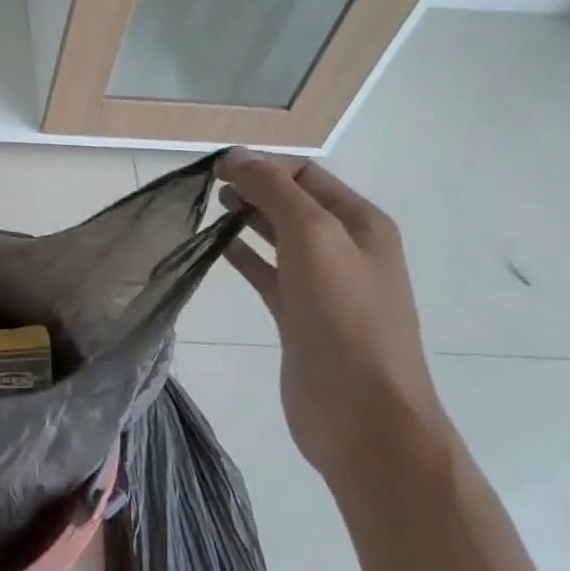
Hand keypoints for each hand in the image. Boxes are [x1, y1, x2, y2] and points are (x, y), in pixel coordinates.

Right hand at [216, 150, 448, 483]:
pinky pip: (268, 273)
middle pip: (293, 203)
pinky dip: (244, 255)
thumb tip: (238, 158)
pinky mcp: (299, 316)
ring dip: (247, 217)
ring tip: (210, 207)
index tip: (217, 167)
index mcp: (360, 223)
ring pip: (279, 237)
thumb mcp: (313, 237)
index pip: (307, 175)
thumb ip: (275, 192)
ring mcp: (323, 285)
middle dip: (254, 187)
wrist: (361, 412)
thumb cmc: (344, 316)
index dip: (264, 164)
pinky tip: (217, 247)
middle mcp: (346, 248)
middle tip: (208, 186)